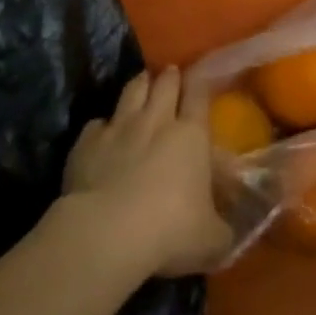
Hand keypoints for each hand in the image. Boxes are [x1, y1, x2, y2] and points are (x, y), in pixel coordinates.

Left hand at [63, 67, 233, 276]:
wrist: (107, 234)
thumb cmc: (170, 230)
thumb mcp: (212, 240)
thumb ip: (222, 231)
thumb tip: (229, 236)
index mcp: (191, 135)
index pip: (199, 95)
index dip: (201, 83)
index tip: (202, 77)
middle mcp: (157, 121)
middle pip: (164, 84)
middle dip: (169, 77)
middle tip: (171, 74)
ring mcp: (119, 128)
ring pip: (131, 91)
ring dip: (139, 85)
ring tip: (142, 83)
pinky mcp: (86, 144)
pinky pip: (96, 124)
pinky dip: (102, 126)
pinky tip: (102, 133)